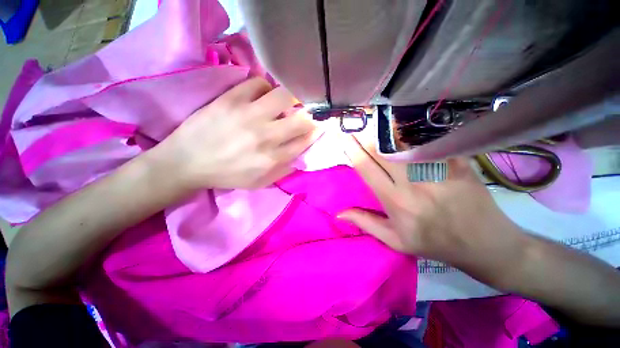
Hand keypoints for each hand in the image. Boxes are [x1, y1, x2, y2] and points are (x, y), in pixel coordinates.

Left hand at [154, 78, 316, 189]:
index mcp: (272, 158)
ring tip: (287, 101)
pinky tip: (262, 95)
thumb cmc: (227, 175)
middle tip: (308, 112)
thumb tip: (301, 156)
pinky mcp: (230, 99)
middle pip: (301, 118)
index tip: (319, 125)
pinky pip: (257, 83)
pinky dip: (265, 87)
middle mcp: (265, 136)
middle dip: (310, 115)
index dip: (316, 131)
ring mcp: (248, 115)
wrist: (187, 163)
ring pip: (284, 95)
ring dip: (291, 97)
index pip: (305, 140)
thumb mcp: (259, 183)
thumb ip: (284, 171)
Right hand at [338, 132, 526, 285]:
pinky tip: (405, 129)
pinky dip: (413, 134)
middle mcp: (413, 182)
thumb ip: (365, 223)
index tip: (345, 139)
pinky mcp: (457, 162)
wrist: (485, 244)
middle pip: (382, 151)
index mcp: (395, 201)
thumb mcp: (395, 241)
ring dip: (386, 133)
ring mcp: (437, 169)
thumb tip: (340, 213)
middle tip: (357, 128)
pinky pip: (429, 142)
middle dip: (366, 137)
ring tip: (376, 126)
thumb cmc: (434, 243)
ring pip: (404, 142)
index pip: (367, 169)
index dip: (353, 151)